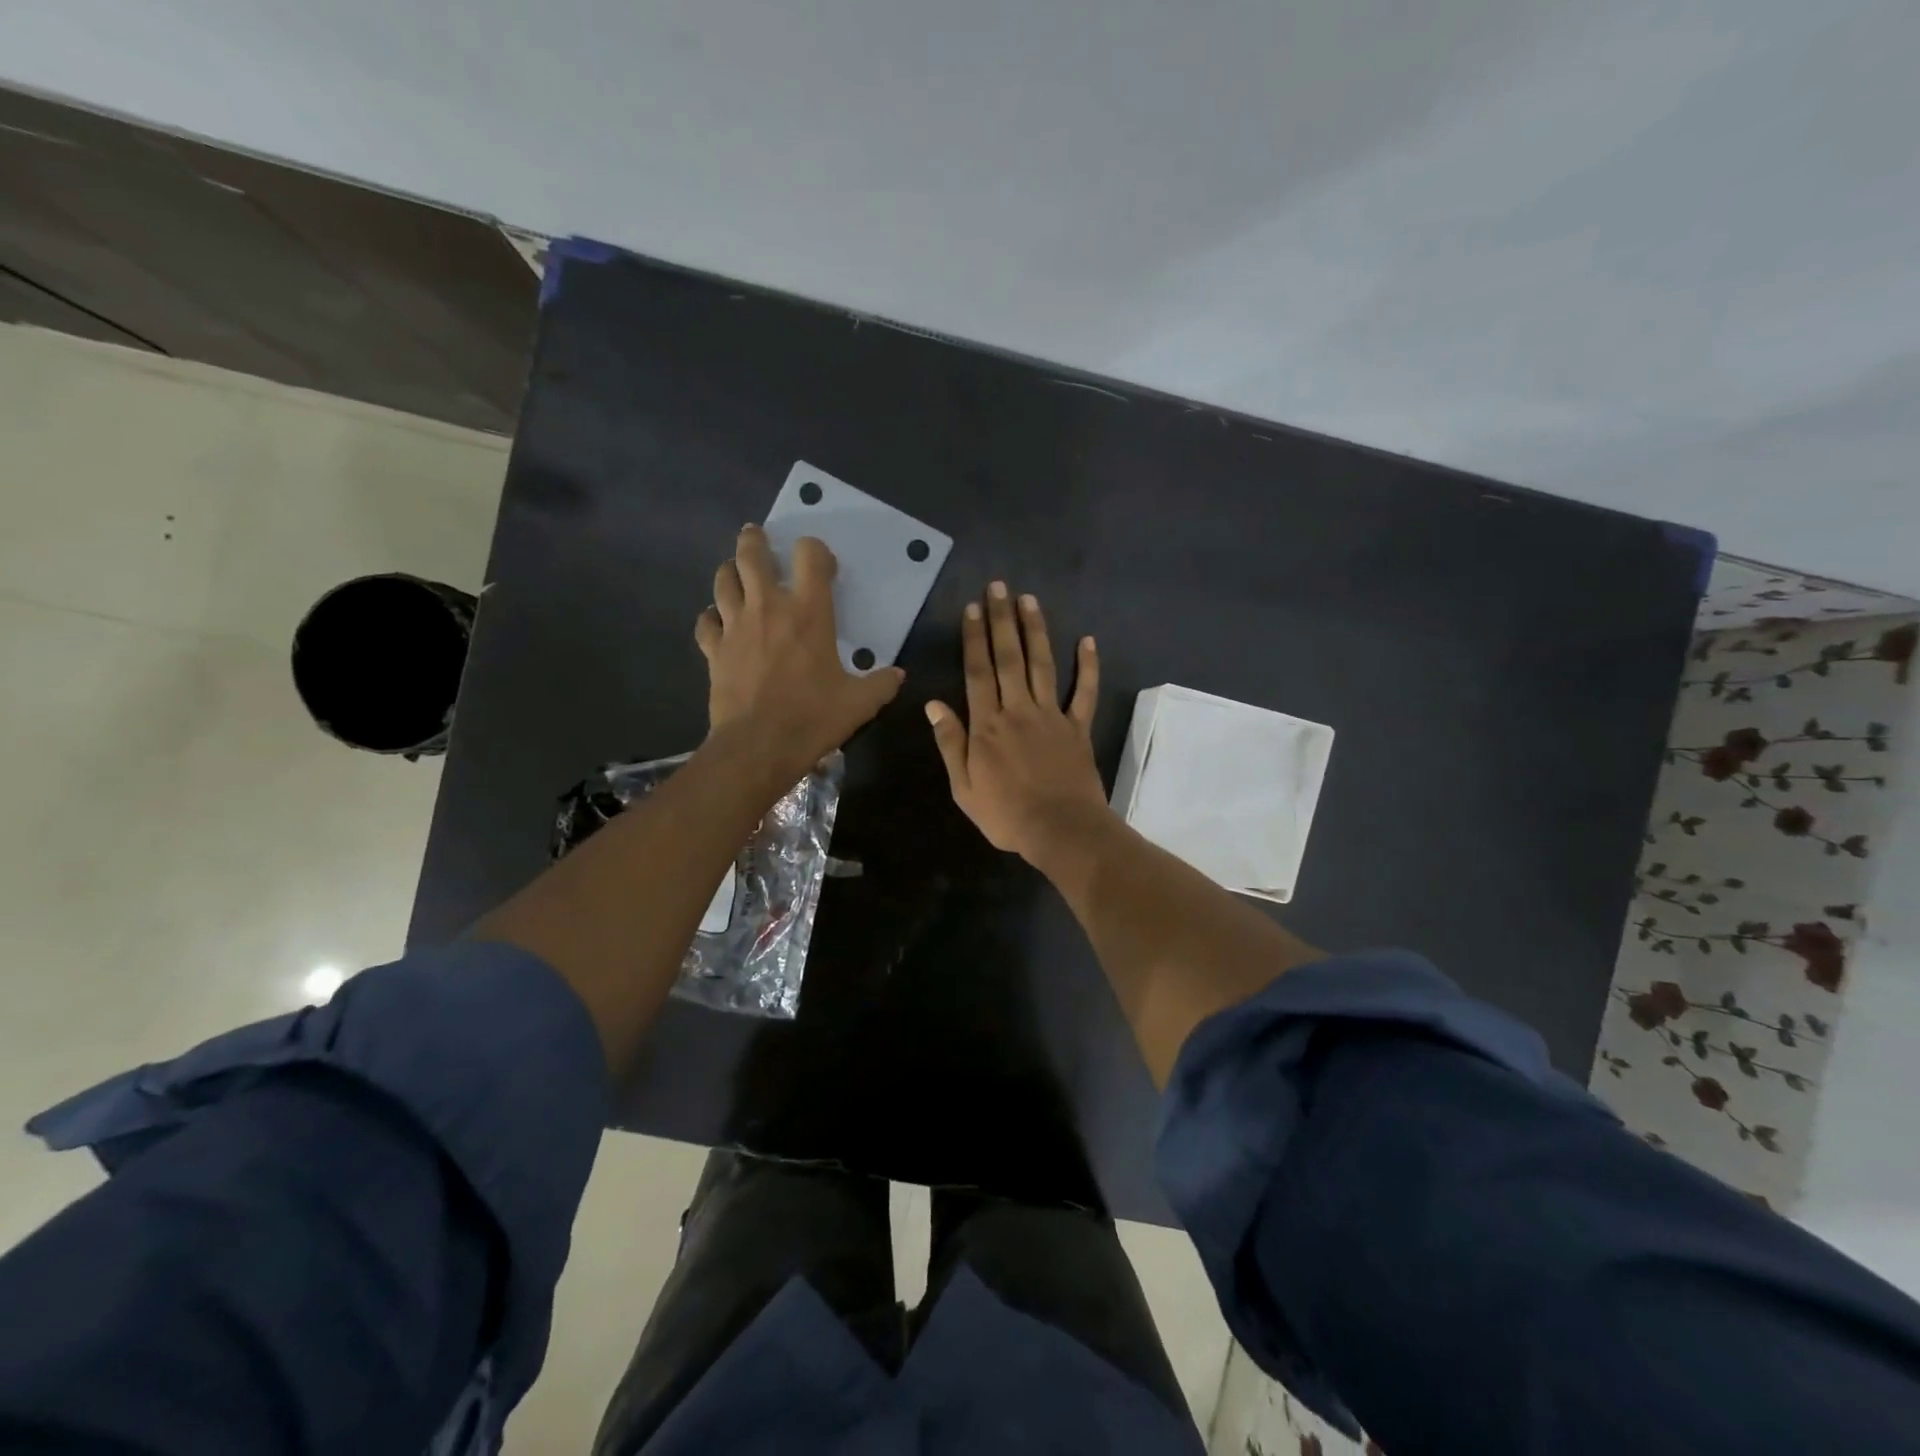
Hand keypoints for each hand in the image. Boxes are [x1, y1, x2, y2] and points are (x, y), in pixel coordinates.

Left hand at [695, 525, 903, 783]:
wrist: (758, 746)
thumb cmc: (813, 718)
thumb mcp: (860, 703)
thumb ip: (882, 684)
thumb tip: (898, 675)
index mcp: (809, 613)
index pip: (809, 555)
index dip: (815, 550)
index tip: (821, 564)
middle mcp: (769, 608)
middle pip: (752, 554)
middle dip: (755, 540)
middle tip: (757, 537)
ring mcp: (735, 626)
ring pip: (723, 580)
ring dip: (730, 571)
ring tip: (738, 573)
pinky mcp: (714, 650)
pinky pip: (705, 621)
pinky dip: (712, 617)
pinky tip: (719, 623)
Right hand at [926, 581, 1106, 860]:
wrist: (1060, 830)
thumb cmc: (1006, 814)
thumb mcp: (964, 787)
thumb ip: (951, 743)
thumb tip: (934, 704)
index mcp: (987, 725)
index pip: (978, 672)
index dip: (974, 638)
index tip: (973, 608)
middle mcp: (1018, 710)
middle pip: (1008, 658)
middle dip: (1002, 620)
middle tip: (999, 587)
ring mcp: (1052, 716)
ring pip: (1042, 665)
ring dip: (1036, 631)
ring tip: (1030, 600)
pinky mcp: (1078, 728)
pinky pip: (1084, 693)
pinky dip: (1088, 667)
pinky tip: (1088, 641)